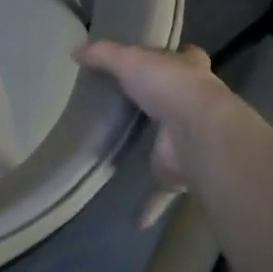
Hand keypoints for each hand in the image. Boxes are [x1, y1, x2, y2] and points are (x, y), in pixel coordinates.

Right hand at [75, 40, 272, 226]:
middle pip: (183, 101)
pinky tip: (134, 220)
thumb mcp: (129, 59)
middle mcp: (195, 105)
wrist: (197, 131)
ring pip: (175, 145)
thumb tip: (75, 51)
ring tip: (134, 153)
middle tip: (141, 107)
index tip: (169, 59)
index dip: (180, 58)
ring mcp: (189, 141)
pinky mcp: (179, 173)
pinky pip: (162, 192)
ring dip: (162, 151)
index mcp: (189, 71)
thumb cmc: (168, 85)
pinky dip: (149, 206)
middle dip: (169, 104)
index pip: (189, 59)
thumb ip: (103, 55)